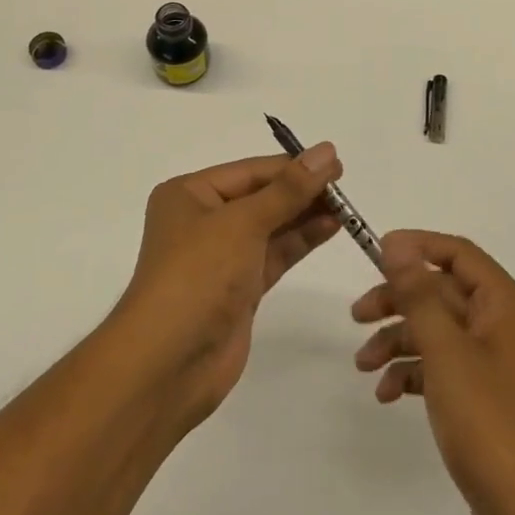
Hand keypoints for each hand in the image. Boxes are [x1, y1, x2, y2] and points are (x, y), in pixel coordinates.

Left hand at [115, 146, 342, 425]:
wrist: (169, 363)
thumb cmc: (198, 276)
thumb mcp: (243, 223)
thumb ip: (289, 190)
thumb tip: (326, 151)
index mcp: (189, 194)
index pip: (250, 171)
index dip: (293, 166)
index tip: (335, 162)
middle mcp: (203, 220)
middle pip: (261, 196)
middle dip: (301, 191)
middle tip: (345, 185)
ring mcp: (221, 257)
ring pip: (271, 226)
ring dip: (305, 215)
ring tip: (346, 207)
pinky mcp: (239, 288)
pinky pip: (274, 254)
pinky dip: (300, 241)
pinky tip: (330, 228)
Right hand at [352, 230, 514, 514]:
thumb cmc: (491, 423)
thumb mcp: (446, 351)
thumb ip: (419, 294)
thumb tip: (397, 243)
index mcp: (505, 305)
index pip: (458, 254)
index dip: (416, 246)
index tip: (374, 252)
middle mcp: (503, 326)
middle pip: (442, 293)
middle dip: (398, 301)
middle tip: (356, 316)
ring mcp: (494, 364)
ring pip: (437, 332)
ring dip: (399, 341)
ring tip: (363, 366)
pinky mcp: (484, 398)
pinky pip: (443, 368)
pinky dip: (414, 373)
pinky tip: (388, 395)